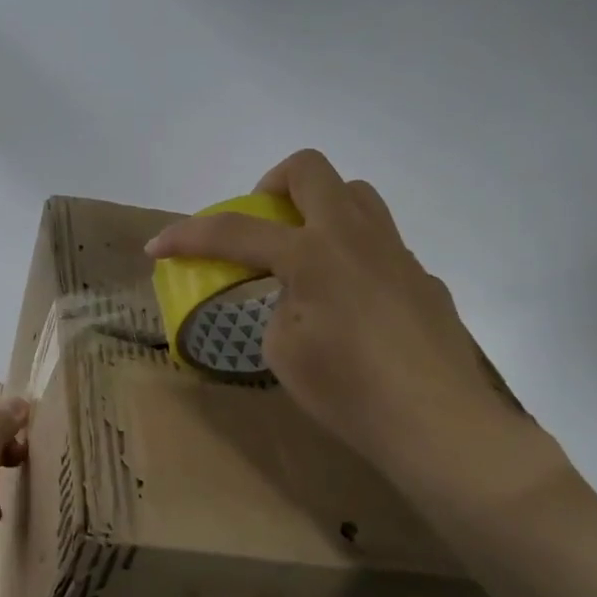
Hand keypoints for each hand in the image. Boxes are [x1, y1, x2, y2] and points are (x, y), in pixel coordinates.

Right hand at [146, 150, 557, 511]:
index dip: (187, 235)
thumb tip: (299, 297)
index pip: (234, 231)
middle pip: (309, 170)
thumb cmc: (350, 392)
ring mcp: (396, 253)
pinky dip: (350, 255)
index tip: (156, 246)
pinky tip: (351, 306)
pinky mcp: (422, 279)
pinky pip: (380, 244)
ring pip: (355, 195)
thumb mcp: (284, 351)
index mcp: (312, 255)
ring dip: (318, 208)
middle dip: (269, 186)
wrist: (439, 426)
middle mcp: (355, 238)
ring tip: (304, 256)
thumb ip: (280, 307)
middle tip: (258, 226)